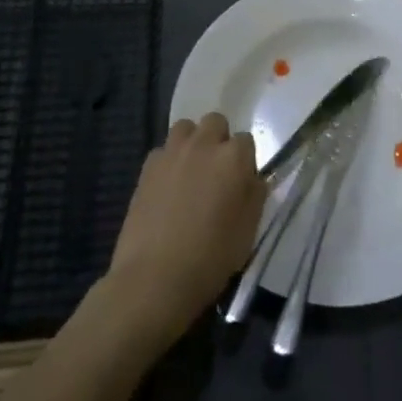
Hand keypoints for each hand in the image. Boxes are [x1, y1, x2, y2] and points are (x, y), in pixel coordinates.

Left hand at [104, 113, 265, 347]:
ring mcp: (172, 153)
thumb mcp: (249, 230)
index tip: (240, 183)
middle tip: (216, 172)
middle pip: (215, 122)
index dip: (244, 161)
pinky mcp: (147, 167)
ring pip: (186, 128)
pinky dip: (168, 161)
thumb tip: (252, 179)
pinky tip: (167, 187)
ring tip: (191, 171)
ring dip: (192, 142)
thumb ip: (255, 194)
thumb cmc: (211, 257)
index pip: (246, 141)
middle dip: (218, 140)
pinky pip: (163, 150)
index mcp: (234, 158)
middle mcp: (204, 145)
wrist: (155, 278)